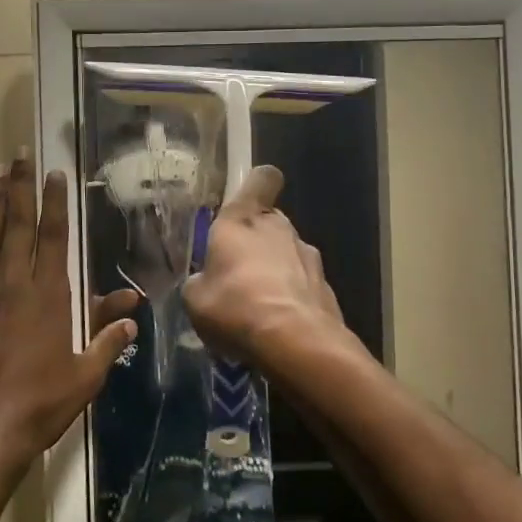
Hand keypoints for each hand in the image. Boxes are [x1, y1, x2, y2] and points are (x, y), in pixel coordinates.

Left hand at [0, 154, 138, 472]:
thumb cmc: (39, 405)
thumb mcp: (86, 375)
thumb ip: (107, 339)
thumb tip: (132, 311)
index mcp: (50, 296)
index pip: (54, 237)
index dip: (55, 203)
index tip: (54, 174)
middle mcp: (14, 284)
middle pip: (19, 226)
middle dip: (21, 188)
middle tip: (19, 157)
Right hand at [184, 166, 345, 370]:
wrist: (295, 342)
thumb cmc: (235, 307)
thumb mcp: (195, 299)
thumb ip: (200, 282)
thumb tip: (205, 282)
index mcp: (243, 220)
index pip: (261, 179)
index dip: (256, 185)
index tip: (246, 203)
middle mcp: (279, 228)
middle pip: (269, 222)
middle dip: (255, 242)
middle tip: (236, 274)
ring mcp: (307, 256)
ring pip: (287, 254)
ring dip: (274, 271)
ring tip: (256, 307)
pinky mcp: (326, 286)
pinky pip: (302, 284)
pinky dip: (291, 297)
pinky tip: (278, 325)